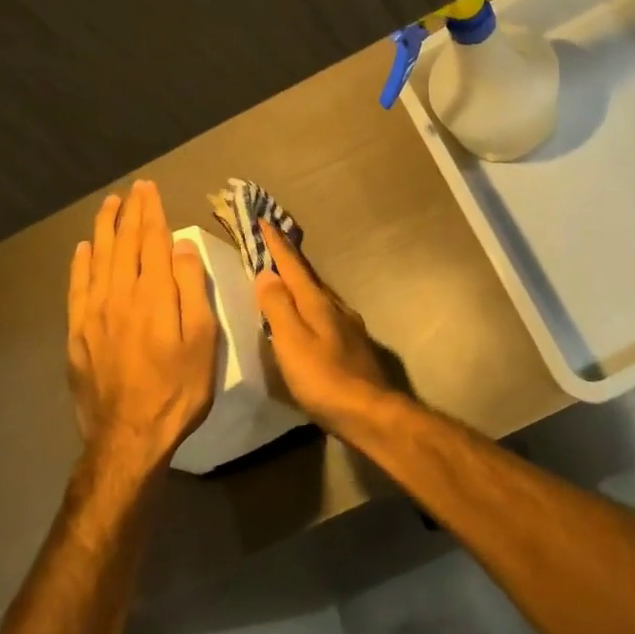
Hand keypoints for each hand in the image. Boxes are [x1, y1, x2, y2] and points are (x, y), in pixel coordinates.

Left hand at [67, 180, 217, 470]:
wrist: (129, 437)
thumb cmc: (178, 388)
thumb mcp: (201, 339)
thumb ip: (191, 288)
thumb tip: (180, 246)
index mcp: (153, 294)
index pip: (152, 240)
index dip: (152, 212)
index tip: (150, 189)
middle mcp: (119, 294)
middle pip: (123, 243)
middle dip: (129, 212)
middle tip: (133, 188)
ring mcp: (93, 313)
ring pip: (97, 259)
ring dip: (104, 228)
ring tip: (108, 205)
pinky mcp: (77, 333)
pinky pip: (77, 287)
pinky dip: (80, 263)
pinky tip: (83, 249)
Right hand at [254, 220, 391, 423]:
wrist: (369, 412)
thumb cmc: (324, 379)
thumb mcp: (292, 343)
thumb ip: (278, 308)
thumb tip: (266, 273)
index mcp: (318, 303)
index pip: (293, 266)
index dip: (277, 244)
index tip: (265, 220)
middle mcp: (335, 306)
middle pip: (308, 276)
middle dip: (289, 258)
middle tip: (273, 242)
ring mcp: (347, 325)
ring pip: (318, 293)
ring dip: (300, 281)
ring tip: (285, 276)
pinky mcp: (352, 344)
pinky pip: (325, 311)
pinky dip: (309, 303)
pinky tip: (308, 314)